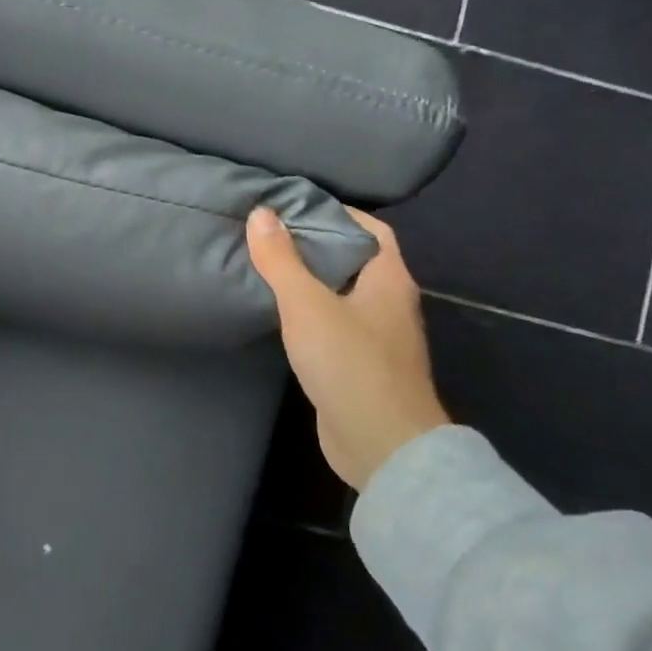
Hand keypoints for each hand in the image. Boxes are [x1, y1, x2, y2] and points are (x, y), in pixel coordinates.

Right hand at [246, 206, 449, 492]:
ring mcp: (378, 338)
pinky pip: (336, 326)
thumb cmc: (350, 364)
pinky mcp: (361, 367)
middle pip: (355, 261)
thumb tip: (261, 213)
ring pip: (343, 295)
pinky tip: (282, 315)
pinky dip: (311, 314)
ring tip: (270, 267)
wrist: (380, 444)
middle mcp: (390, 304)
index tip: (295, 206)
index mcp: (390, 279)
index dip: (338, 212)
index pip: (371, 229)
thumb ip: (281, 261)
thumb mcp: (307, 305)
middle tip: (271, 234)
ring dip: (312, 281)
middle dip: (318, 245)